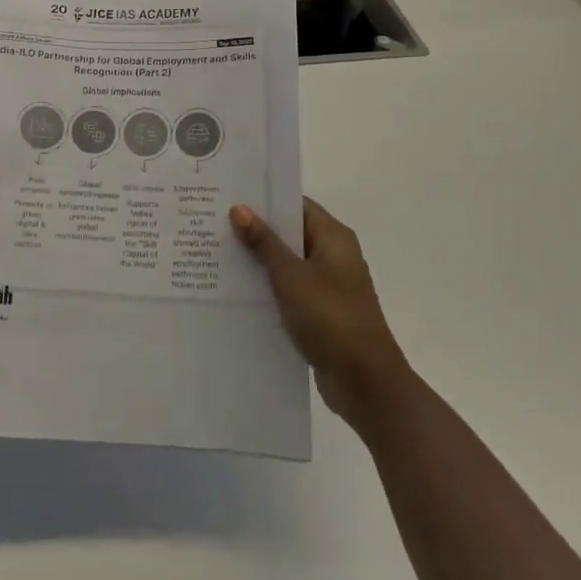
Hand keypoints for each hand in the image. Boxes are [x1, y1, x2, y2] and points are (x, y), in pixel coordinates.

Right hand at [230, 197, 413, 425]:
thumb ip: (264, 243)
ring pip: (287, 264)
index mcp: (334, 238)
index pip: (296, 205)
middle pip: (290, 234)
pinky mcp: (320, 313)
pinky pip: (289, 291)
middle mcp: (333, 256)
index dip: (265, 200)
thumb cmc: (330, 317)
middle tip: (214, 224)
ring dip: (259, 262)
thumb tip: (240, 209)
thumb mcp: (291, 276)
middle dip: (255, 231)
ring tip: (217, 255)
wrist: (365, 383)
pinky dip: (268, 289)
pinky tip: (236, 292)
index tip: (230, 197)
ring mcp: (328, 286)